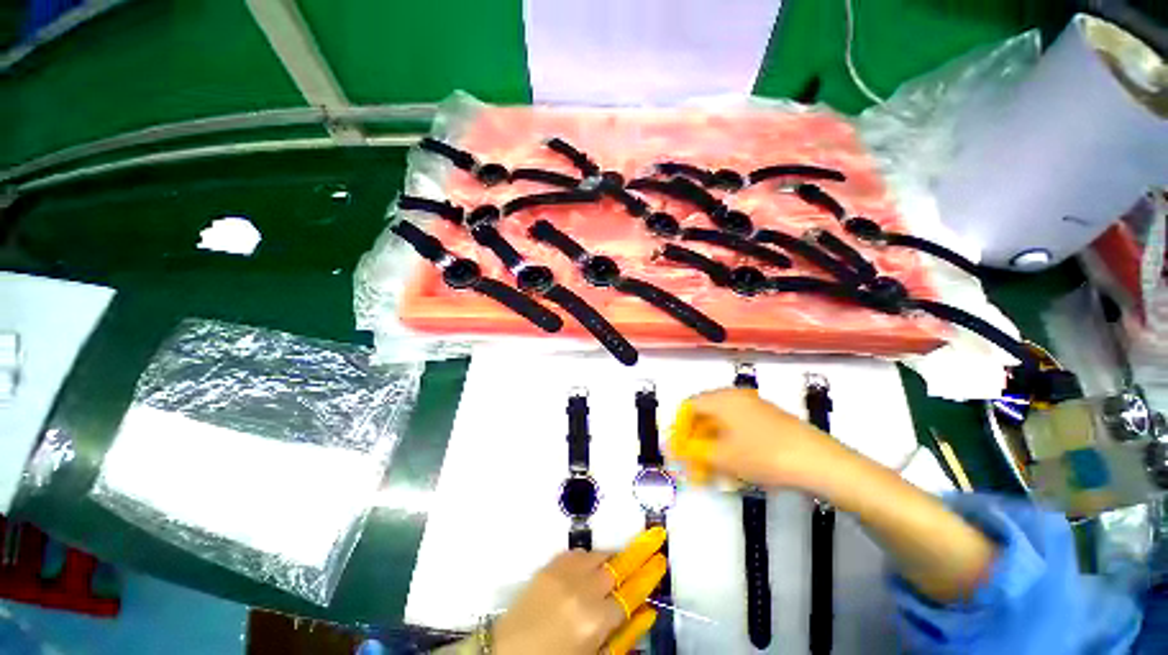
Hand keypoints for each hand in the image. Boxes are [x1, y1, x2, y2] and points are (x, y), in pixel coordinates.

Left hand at [492, 528, 667, 654]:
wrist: (507, 653)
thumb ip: (623, 636)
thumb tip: (646, 612)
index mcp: (594, 621)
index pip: (631, 592)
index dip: (649, 574)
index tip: (661, 558)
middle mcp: (581, 590)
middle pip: (616, 566)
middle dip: (635, 556)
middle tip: (650, 542)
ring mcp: (563, 574)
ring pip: (598, 555)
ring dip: (610, 559)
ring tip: (616, 565)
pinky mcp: (549, 566)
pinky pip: (577, 553)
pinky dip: (588, 557)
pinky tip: (590, 567)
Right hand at [669, 387, 845, 489]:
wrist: (819, 462)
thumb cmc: (763, 455)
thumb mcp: (722, 457)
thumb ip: (692, 452)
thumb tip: (672, 449)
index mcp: (721, 399)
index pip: (689, 406)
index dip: (680, 428)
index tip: (678, 450)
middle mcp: (736, 396)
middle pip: (705, 414)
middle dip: (696, 440)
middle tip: (695, 463)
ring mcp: (755, 406)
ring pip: (723, 423)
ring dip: (712, 445)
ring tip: (713, 470)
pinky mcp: (769, 419)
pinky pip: (740, 428)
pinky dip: (730, 444)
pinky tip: (735, 466)